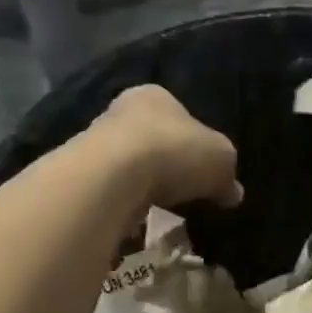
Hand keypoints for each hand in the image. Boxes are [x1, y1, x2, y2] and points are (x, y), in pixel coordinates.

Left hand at [96, 86, 243, 211]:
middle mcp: (120, 111)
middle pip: (151, 137)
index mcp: (155, 96)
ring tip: (160, 208)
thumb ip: (227, 174)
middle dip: (166, 161)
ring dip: (142, 183)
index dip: (194, 139)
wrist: (110, 178)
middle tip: (183, 188)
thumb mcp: (221, 161)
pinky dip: (123, 202)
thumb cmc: (174, 152)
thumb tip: (233, 192)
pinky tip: (136, 217)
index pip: (178, 113)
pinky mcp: (78, 176)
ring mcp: (93, 142)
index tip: (202, 165)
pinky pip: (110, 190)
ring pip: (127, 164)